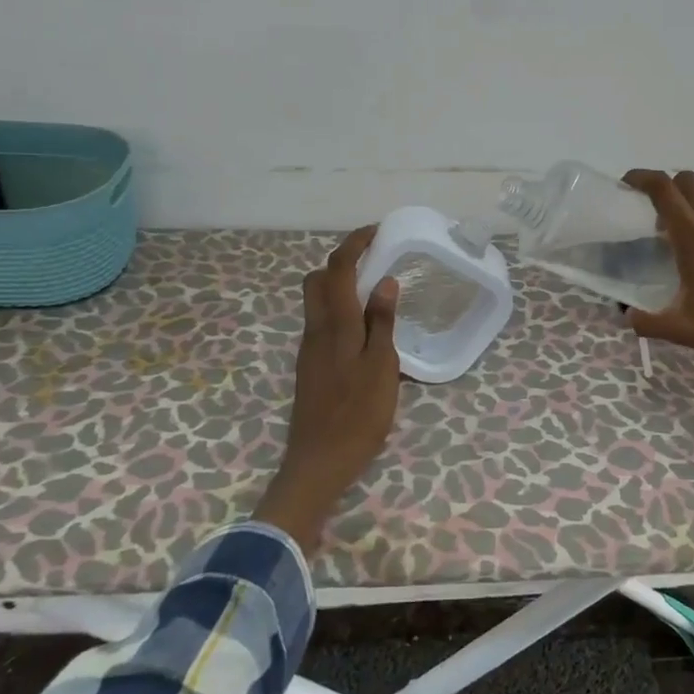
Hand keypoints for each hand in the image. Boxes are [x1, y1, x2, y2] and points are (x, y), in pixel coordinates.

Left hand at [253, 226, 400, 552]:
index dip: (353, 244)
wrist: (319, 461)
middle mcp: (315, 330)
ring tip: (374, 293)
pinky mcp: (310, 366)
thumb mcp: (382, 367)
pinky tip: (364, 329)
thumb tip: (385, 281)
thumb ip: (382, 323)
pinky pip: (321, 322)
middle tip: (373, 262)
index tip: (376, 232)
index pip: (337, 269)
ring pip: (316, 302)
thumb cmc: (358, 415)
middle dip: (341, 262)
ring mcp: (309, 349)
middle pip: (317, 280)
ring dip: (339, 286)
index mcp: (335, 325)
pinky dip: (339, 310)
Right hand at [622, 169, 693, 380]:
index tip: (627, 184)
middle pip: (688, 180)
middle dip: (667, 187)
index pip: (663, 189)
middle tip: (656, 214)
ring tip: (688, 226)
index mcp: (693, 238)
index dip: (641, 178)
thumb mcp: (682, 331)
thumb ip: (647, 322)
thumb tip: (628, 317)